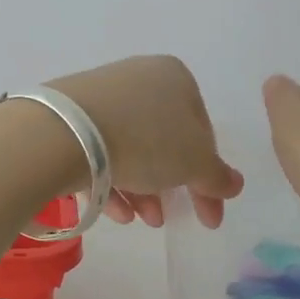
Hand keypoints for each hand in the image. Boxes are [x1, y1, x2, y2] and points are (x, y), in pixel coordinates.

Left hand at [47, 56, 243, 227]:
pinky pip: (99, 151)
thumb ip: (217, 176)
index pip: (203, 131)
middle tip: (167, 220)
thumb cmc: (146, 140)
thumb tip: (234, 184)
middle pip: (164, 141)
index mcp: (176, 77)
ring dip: (141, 190)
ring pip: (130, 149)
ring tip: (140, 221)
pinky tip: (114, 212)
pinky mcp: (69, 117)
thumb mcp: (195, 163)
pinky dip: (110, 182)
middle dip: (169, 187)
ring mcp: (100, 96)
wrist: (65, 132)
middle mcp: (138, 79)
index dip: (208, 177)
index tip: (208, 214)